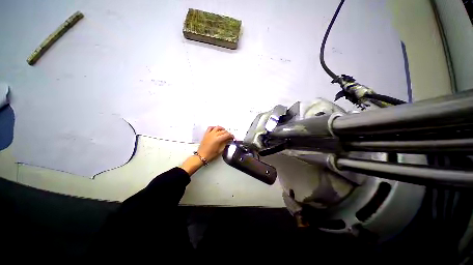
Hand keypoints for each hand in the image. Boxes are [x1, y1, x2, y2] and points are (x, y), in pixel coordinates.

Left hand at [197, 126, 233, 161]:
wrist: (201, 156)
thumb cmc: (211, 154)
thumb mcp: (220, 150)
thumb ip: (224, 144)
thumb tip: (228, 140)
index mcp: (218, 140)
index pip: (227, 135)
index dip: (231, 136)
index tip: (233, 137)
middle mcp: (214, 135)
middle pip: (223, 131)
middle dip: (227, 133)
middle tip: (229, 136)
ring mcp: (209, 134)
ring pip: (217, 128)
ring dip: (222, 129)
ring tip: (224, 131)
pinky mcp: (206, 134)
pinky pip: (210, 128)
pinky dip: (214, 127)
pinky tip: (216, 129)